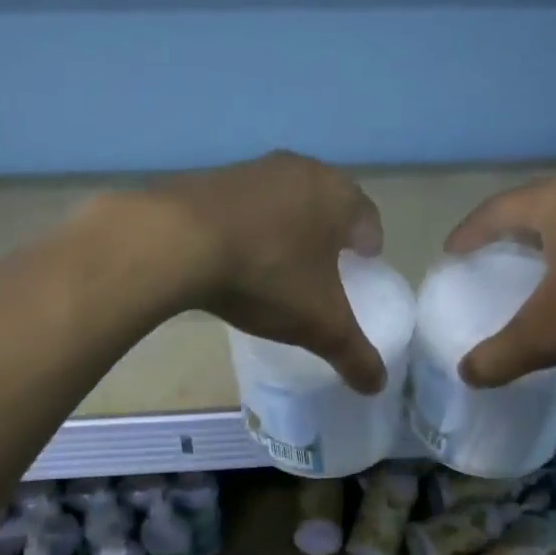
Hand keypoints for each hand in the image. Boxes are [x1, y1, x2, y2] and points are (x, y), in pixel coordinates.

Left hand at [141, 151, 386, 392]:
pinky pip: (244, 205)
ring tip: (280, 261)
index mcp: (337, 195)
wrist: (177, 243)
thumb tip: (378, 385)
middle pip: (327, 202)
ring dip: (288, 226)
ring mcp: (252, 169)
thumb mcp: (319, 325)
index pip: (368, 217)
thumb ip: (353, 353)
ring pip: (284, 199)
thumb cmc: (267, 275)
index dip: (369, 244)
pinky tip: (237, 255)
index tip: (363, 264)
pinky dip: (250, 226)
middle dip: (330, 232)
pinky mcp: (211, 178)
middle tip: (326, 265)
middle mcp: (300, 170)